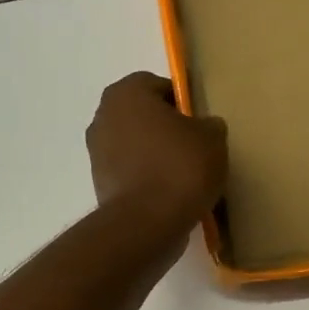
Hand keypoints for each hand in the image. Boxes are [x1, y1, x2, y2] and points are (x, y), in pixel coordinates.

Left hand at [86, 72, 227, 235]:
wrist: (146, 223)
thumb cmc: (179, 167)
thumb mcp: (212, 138)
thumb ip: (208, 125)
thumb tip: (204, 128)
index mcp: (126, 93)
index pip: (158, 86)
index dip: (182, 102)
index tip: (199, 123)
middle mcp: (103, 117)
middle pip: (142, 116)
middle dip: (165, 128)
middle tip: (193, 147)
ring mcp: (96, 152)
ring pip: (134, 145)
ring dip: (154, 154)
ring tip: (182, 174)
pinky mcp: (99, 184)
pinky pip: (129, 172)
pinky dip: (145, 178)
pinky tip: (168, 193)